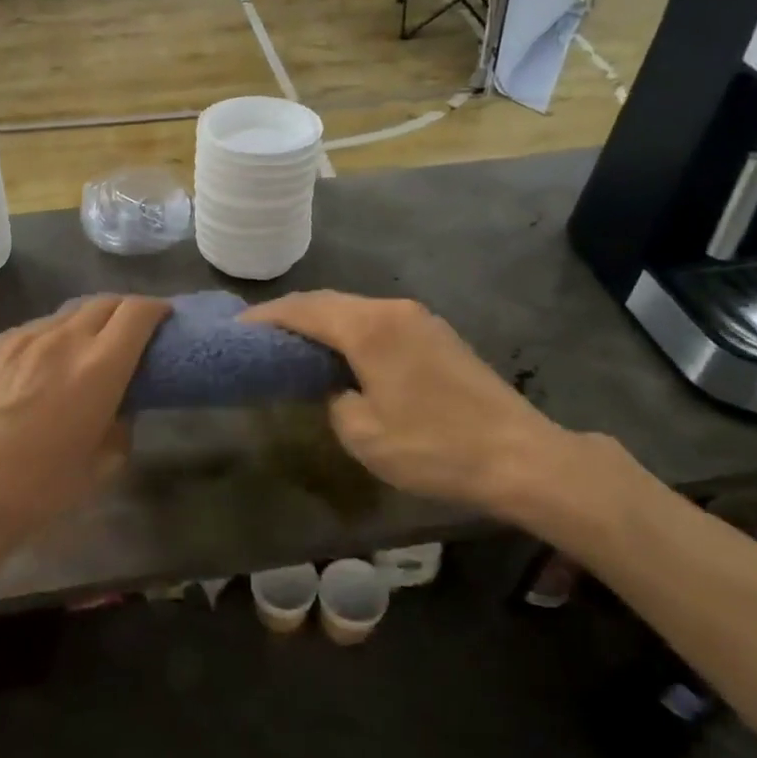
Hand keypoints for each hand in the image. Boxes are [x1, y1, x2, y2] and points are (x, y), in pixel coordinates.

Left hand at [0, 295, 169, 579]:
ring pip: (67, 313)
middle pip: (105, 302)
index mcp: (99, 366)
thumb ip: (122, 422)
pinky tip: (47, 365)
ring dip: (89, 322)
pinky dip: (54, 337)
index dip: (158, 310)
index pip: (137, 313)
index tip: (165, 320)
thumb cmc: (41, 489)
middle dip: (127, 310)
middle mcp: (62, 339)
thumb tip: (119, 406)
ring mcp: (22, 338)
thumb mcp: (104, 463)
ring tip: (90, 348)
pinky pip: (35, 329)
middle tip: (134, 333)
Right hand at [244, 291, 602, 528]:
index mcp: (368, 328)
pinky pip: (379, 321)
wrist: (519, 455)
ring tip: (294, 343)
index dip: (266, 317)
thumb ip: (333, 399)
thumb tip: (336, 387)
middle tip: (260, 335)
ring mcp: (419, 319)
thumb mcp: (364, 434)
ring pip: (355, 309)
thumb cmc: (433, 447)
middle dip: (291, 314)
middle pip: (329, 302)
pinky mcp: (437, 334)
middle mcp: (391, 310)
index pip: (303, 310)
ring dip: (322, 321)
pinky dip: (350, 330)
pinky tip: (342, 352)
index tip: (237, 328)